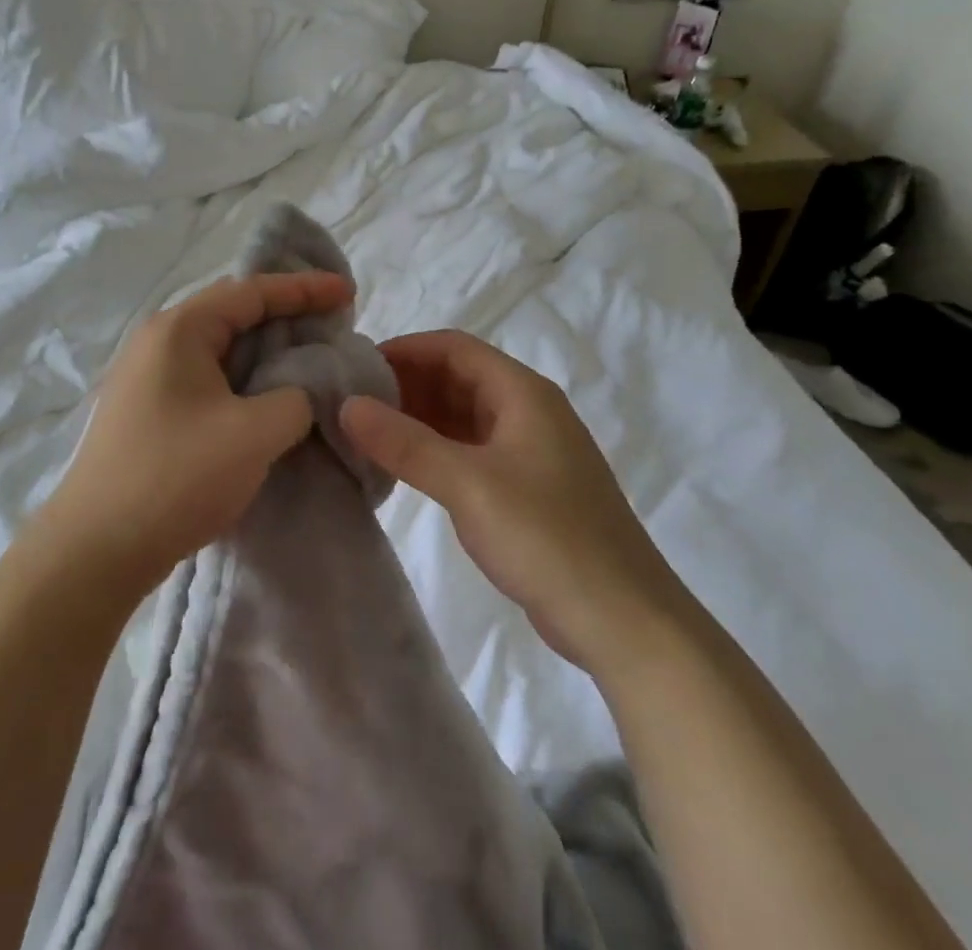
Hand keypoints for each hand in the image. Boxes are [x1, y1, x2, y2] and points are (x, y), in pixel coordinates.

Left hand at [37, 271, 355, 596]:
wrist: (95, 550)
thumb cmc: (176, 477)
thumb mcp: (254, 433)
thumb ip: (297, 398)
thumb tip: (304, 390)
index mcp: (179, 330)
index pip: (251, 291)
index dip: (304, 289)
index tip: (347, 292)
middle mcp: (159, 342)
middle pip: (233, 313)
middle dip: (286, 316)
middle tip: (331, 325)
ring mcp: (149, 378)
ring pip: (221, 349)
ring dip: (266, 352)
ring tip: (309, 360)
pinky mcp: (149, 411)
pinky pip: (208, 378)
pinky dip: (245, 380)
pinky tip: (268, 400)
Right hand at [340, 330, 681, 664]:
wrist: (623, 622)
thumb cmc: (547, 538)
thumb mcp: (468, 485)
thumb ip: (405, 443)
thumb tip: (348, 405)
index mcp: (523, 393)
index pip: (454, 348)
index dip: (404, 350)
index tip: (355, 367)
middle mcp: (527, 411)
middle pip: (457, 378)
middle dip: (405, 384)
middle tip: (351, 402)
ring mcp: (528, 452)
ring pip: (462, 416)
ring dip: (417, 419)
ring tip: (366, 433)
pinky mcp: (525, 488)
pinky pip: (470, 451)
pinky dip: (434, 451)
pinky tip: (401, 468)